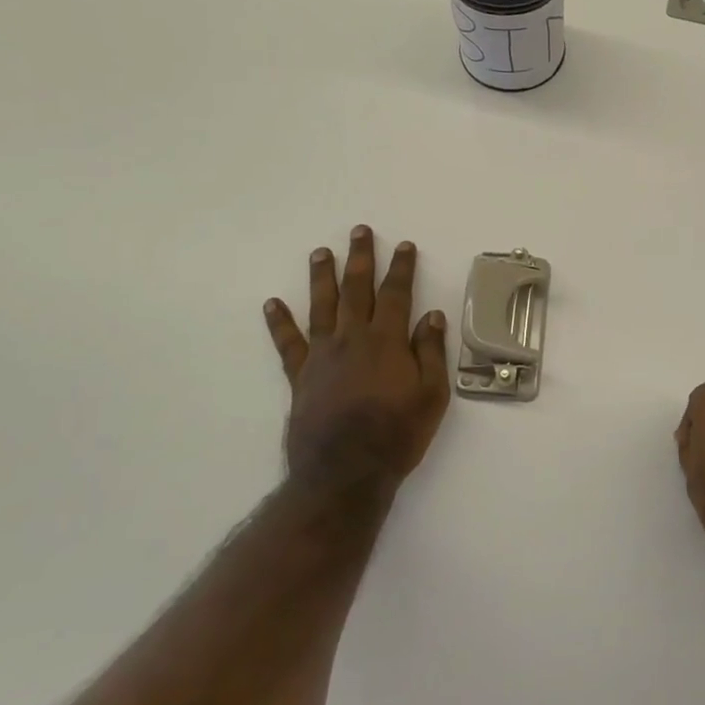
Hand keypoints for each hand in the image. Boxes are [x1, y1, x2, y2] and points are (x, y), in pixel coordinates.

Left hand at [263, 225, 450, 507]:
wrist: (345, 472)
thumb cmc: (397, 435)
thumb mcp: (432, 396)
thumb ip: (431, 353)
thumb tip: (432, 316)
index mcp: (387, 341)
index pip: (396, 294)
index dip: (401, 268)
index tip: (404, 245)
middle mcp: (352, 339)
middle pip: (356, 290)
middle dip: (360, 259)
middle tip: (359, 231)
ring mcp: (322, 356)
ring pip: (322, 306)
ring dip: (321, 277)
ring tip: (320, 252)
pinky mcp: (301, 376)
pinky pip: (288, 343)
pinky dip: (279, 323)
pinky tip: (272, 304)